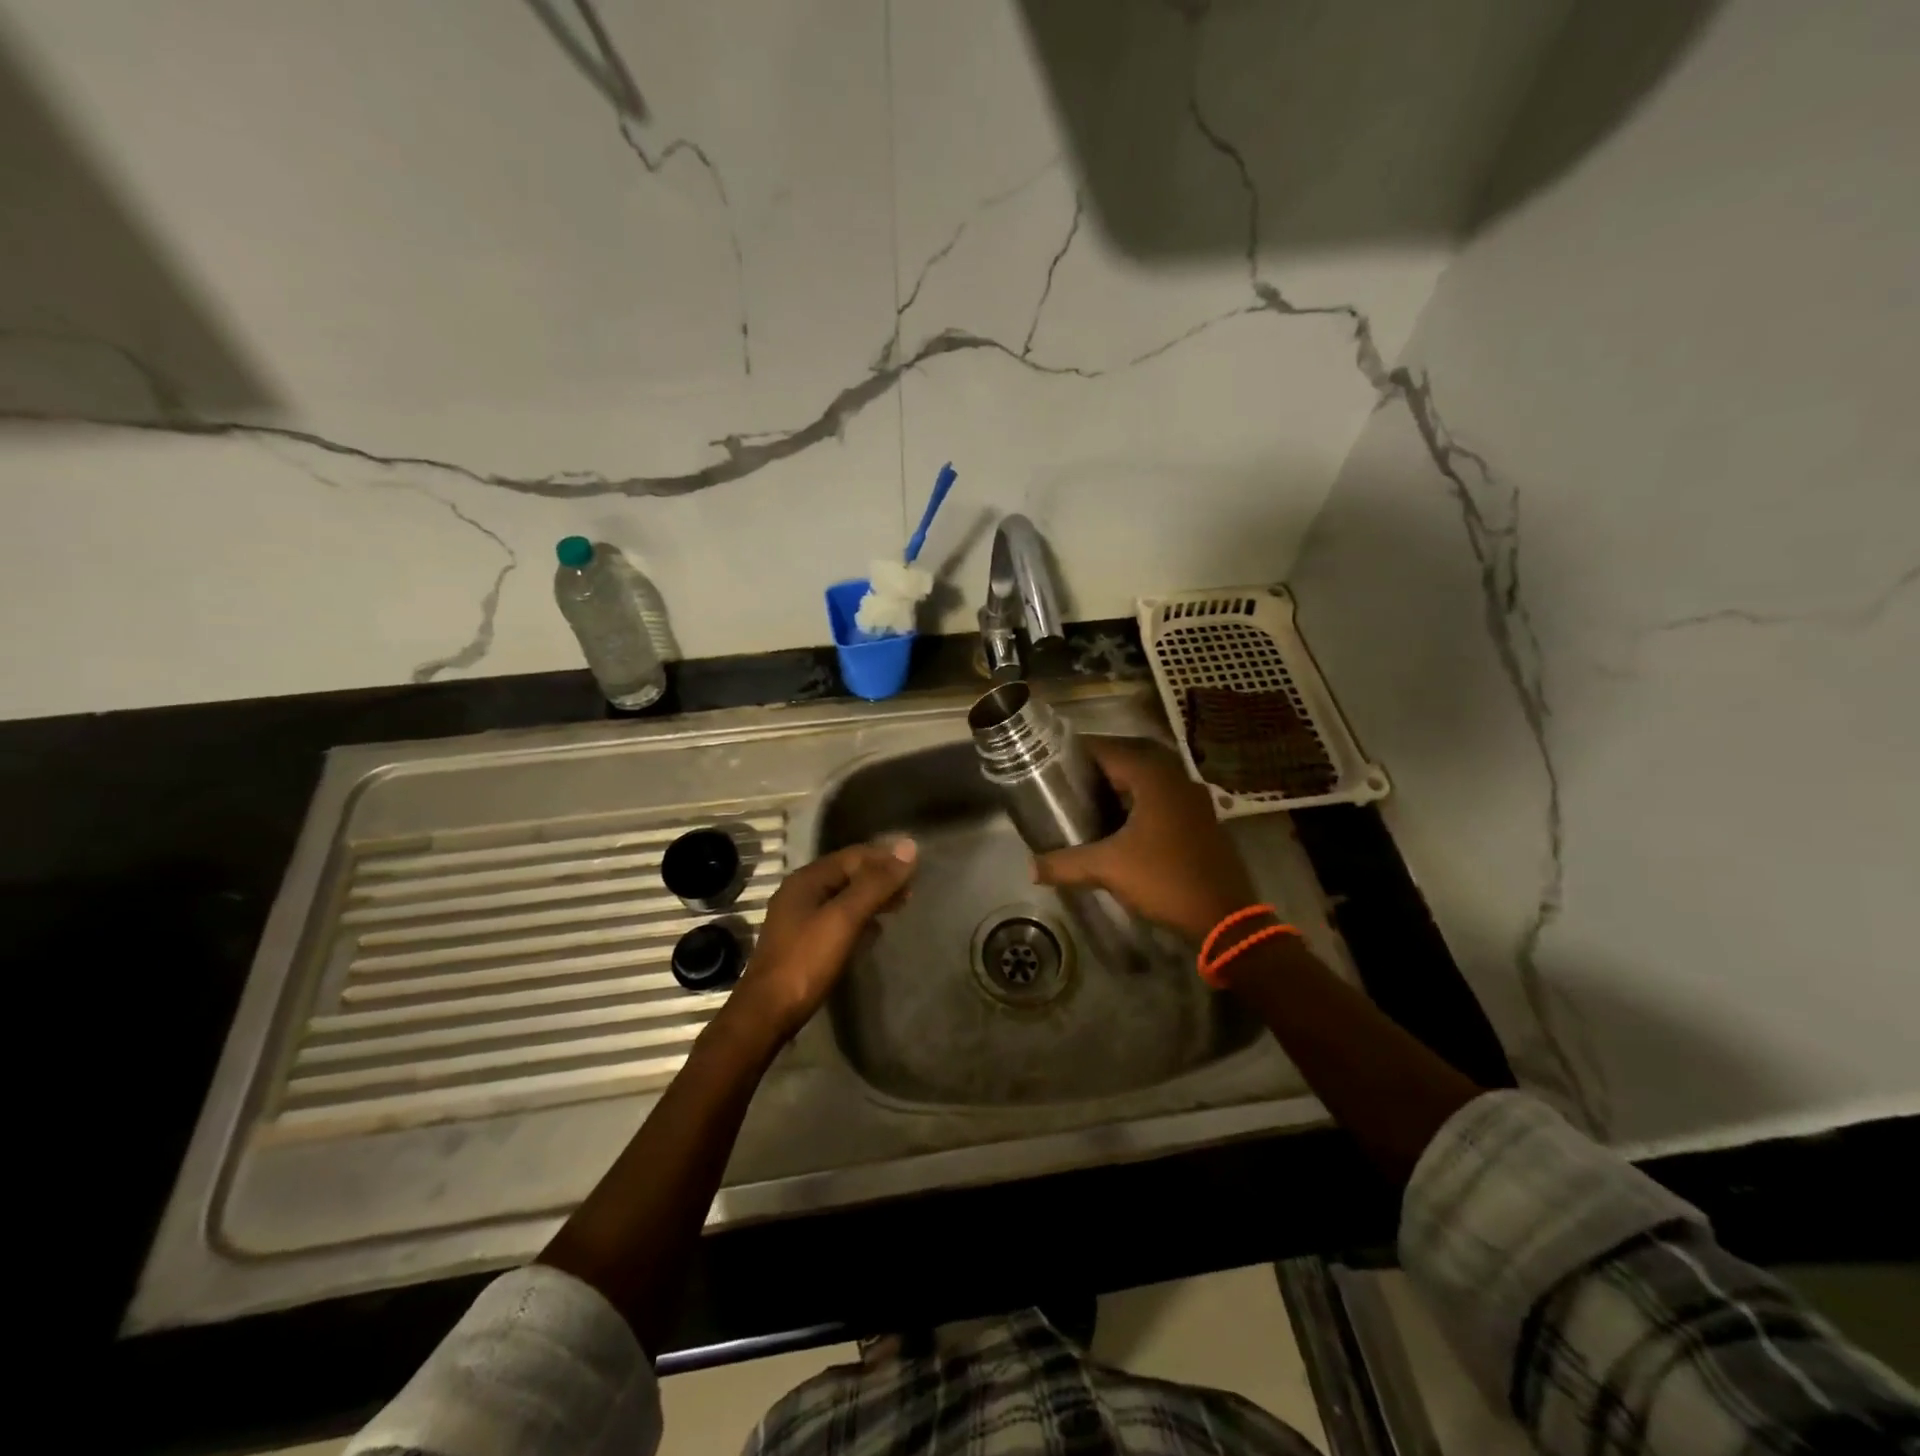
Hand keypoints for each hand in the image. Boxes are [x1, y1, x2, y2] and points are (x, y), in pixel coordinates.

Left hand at [727, 839, 917, 1041]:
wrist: (767, 1014)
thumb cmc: (806, 961)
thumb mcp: (844, 918)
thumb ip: (876, 884)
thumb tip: (909, 847)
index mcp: (807, 879)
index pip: (854, 855)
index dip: (885, 857)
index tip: (916, 866)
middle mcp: (800, 892)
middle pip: (848, 874)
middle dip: (880, 877)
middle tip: (912, 888)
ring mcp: (799, 918)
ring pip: (843, 897)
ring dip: (872, 897)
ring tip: (900, 904)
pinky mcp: (802, 942)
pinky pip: (837, 918)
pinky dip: (859, 917)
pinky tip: (874, 930)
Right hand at [1032, 736, 1255, 941]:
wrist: (1225, 917)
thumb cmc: (1165, 879)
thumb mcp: (1109, 869)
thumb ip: (1066, 864)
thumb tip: (1030, 868)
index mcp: (1155, 779)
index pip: (1110, 751)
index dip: (1080, 752)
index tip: (1053, 760)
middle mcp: (1178, 780)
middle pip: (1132, 761)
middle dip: (1100, 769)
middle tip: (1068, 781)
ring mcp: (1195, 801)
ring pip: (1151, 782)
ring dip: (1123, 787)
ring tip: (1090, 800)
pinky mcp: (1203, 823)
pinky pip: (1165, 801)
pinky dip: (1142, 804)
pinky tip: (1123, 826)